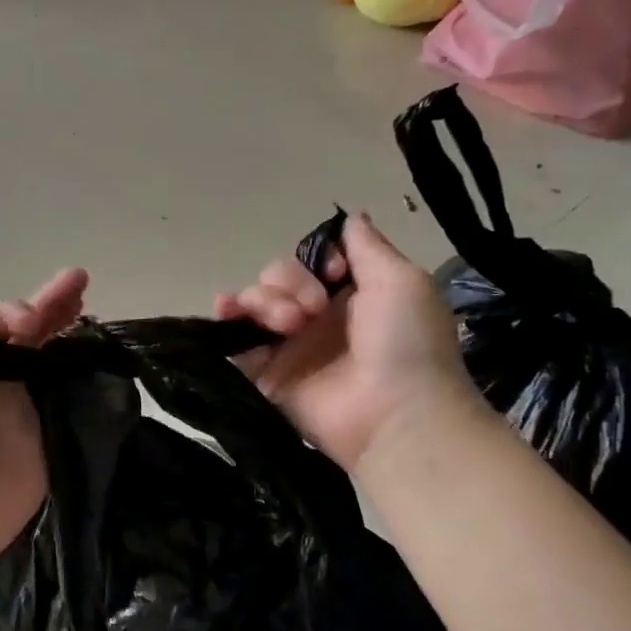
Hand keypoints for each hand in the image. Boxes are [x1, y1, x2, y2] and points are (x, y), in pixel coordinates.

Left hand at [0, 268, 87, 587]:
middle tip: (79, 279)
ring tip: (90, 304)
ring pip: (51, 365)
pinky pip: (67, 404)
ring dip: (68, 335)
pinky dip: (84, 380)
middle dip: (51, 307)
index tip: (33, 321)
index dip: (14, 312)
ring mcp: (24, 415)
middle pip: (28, 338)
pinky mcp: (47, 443)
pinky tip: (101, 358)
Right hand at [212, 212, 479, 468]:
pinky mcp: (265, 376)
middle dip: (287, 284)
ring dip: (262, 300)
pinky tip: (225, 312)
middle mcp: (316, 318)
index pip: (311, 261)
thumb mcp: (400, 281)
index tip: (332, 273)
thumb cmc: (405, 343)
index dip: (314, 260)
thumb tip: (352, 216)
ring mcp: (288, 348)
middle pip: (278, 278)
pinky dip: (225, 322)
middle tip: (311, 311)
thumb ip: (368, 247)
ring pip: (254, 303)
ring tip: (285, 325)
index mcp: (350, 295)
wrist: (394, 414)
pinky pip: (234, 342)